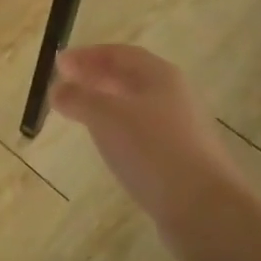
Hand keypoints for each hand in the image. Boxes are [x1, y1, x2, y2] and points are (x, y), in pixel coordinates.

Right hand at [53, 44, 248, 255]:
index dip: (87, 55)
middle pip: (130, 77)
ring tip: (80, 111)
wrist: (202, 207)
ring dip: (106, 102)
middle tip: (66, 84)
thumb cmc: (152, 149)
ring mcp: (178, 128)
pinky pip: (141, 131)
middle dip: (96, 76)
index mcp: (159, 75)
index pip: (119, 53)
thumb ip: (78, 98)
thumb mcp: (105, 116)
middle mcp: (173, 95)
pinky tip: (106, 142)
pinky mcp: (178, 157)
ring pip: (135, 105)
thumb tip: (57, 89)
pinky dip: (117, 127)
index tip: (59, 64)